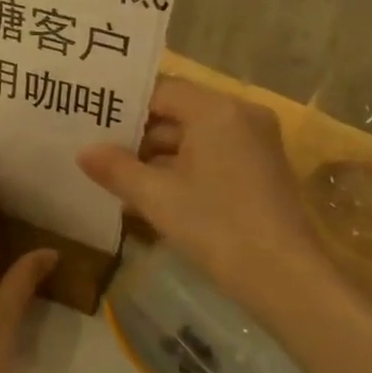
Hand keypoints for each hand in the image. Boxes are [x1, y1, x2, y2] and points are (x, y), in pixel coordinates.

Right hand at [78, 77, 329, 321]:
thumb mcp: (157, 198)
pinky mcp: (261, 167)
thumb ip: (116, 168)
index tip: (90, 119)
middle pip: (177, 111)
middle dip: (137, 133)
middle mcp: (240, 114)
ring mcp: (255, 141)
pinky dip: (183, 166)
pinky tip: (150, 190)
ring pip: (193, 135)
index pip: (159, 91)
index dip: (123, 106)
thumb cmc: (218, 228)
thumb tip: (83, 151)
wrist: (288, 281)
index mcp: (216, 110)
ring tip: (114, 172)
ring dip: (157, 154)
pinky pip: (212, 152)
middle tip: (96, 146)